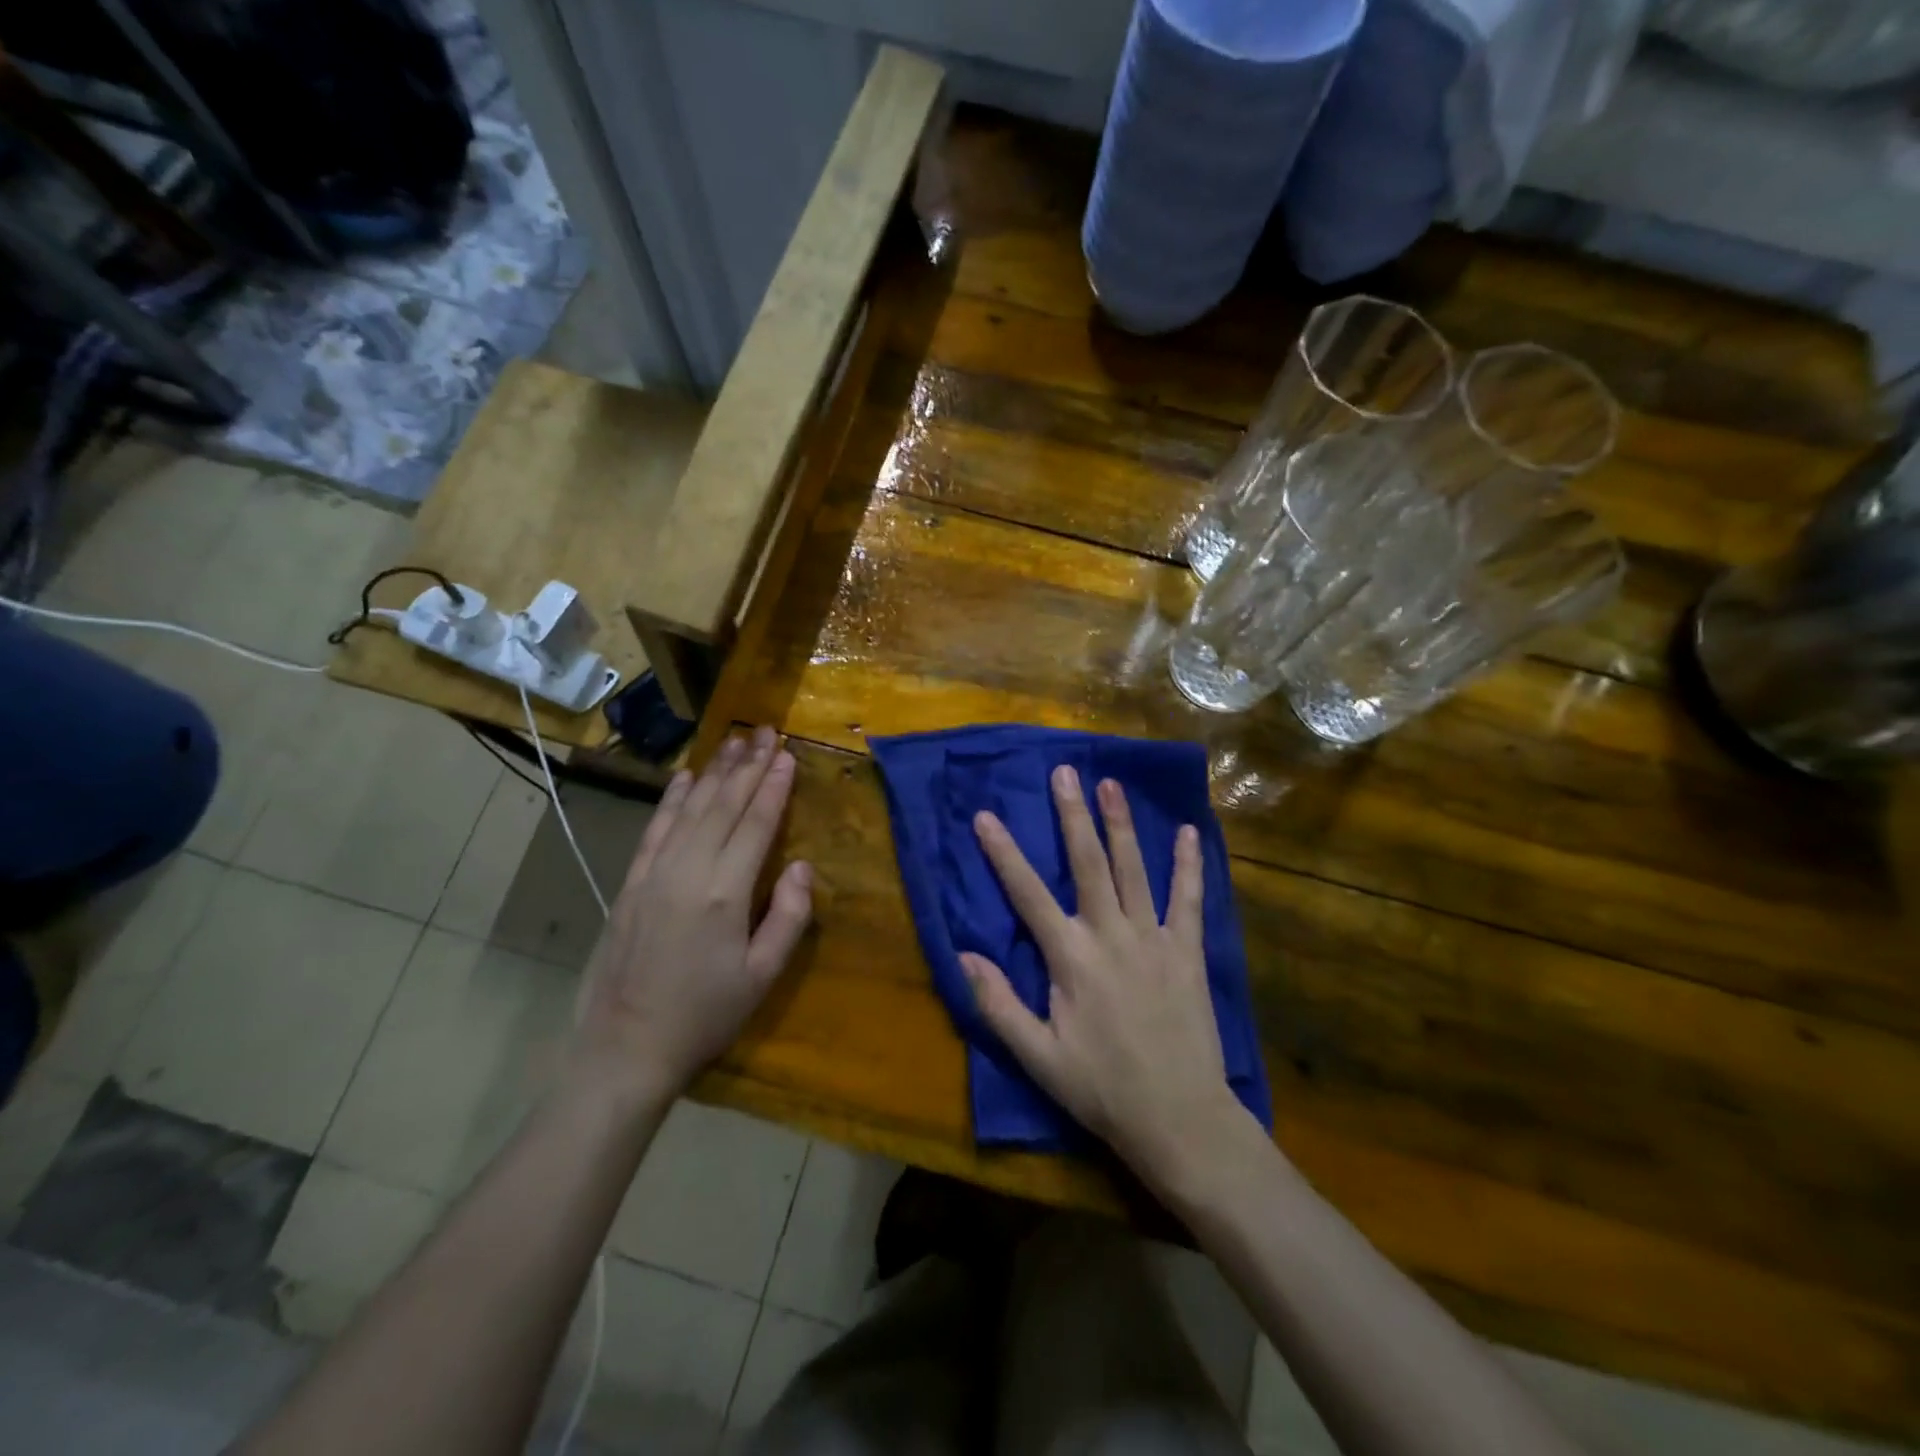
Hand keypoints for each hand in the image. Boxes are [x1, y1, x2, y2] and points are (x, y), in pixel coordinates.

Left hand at [575, 726, 813, 1104]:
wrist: (624, 1049)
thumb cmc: (704, 1015)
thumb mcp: (762, 976)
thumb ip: (788, 917)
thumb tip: (800, 866)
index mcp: (725, 893)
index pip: (755, 824)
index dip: (773, 787)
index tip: (787, 754)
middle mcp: (688, 871)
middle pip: (723, 805)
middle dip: (747, 765)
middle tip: (765, 731)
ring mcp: (654, 874)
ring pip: (689, 809)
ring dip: (714, 772)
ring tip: (734, 741)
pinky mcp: (631, 884)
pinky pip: (655, 829)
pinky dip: (671, 799)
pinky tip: (684, 777)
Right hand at [962, 766, 1243, 1184]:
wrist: (1179, 1117)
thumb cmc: (1102, 1088)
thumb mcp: (1038, 1057)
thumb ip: (998, 1004)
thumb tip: (963, 954)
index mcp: (1071, 958)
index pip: (1028, 894)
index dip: (1004, 854)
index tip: (985, 816)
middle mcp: (1111, 935)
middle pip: (1089, 864)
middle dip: (1073, 816)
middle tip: (1065, 772)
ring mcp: (1154, 939)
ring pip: (1135, 870)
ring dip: (1121, 825)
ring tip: (1112, 784)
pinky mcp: (1187, 951)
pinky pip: (1189, 899)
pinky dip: (1188, 864)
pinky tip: (1186, 832)